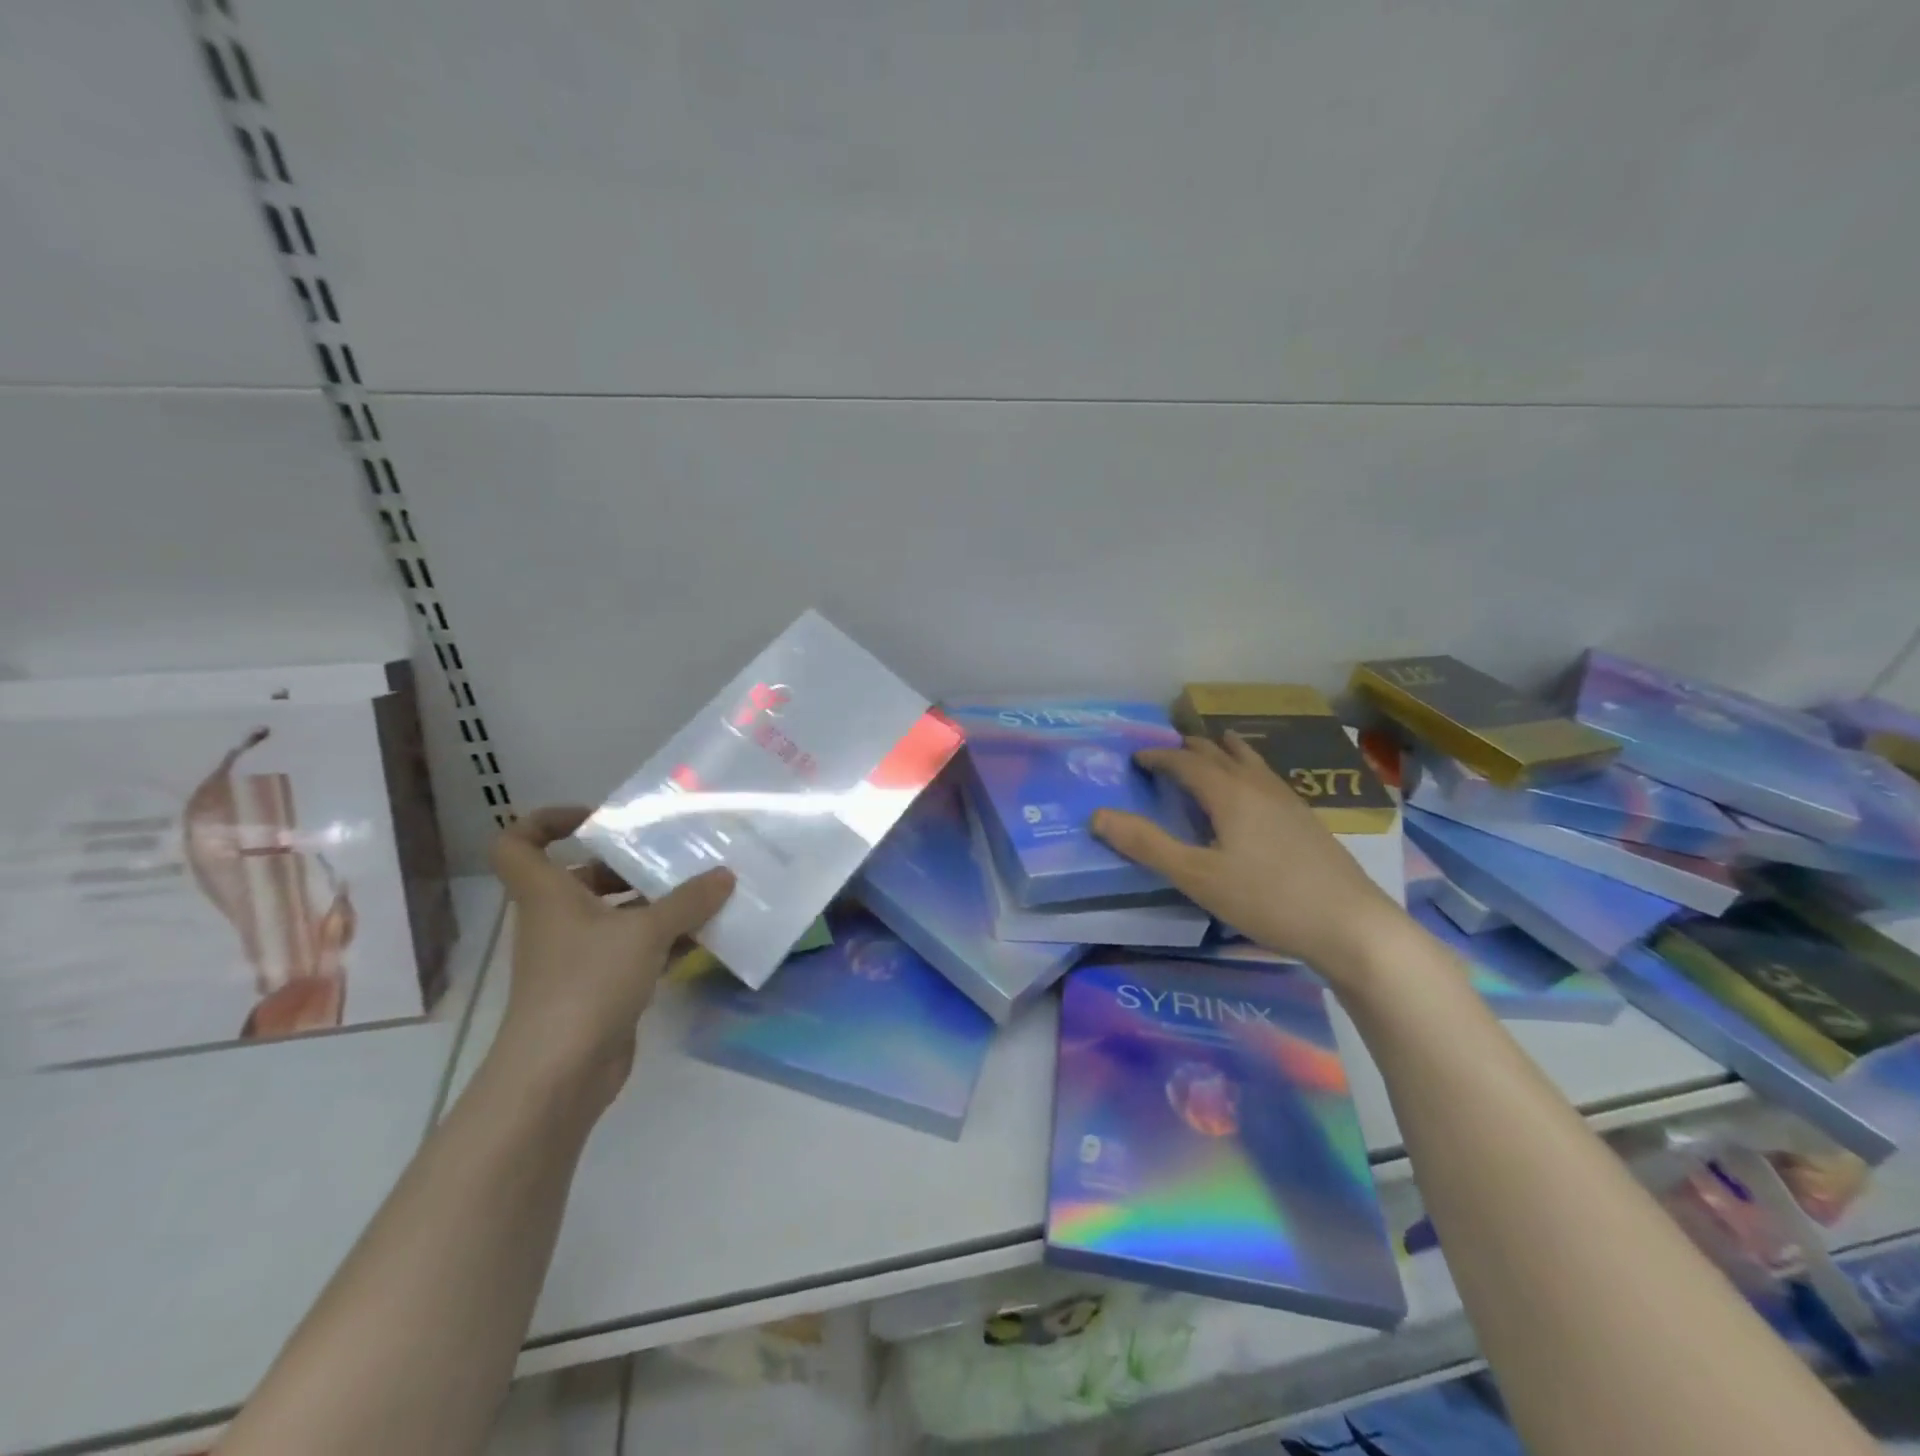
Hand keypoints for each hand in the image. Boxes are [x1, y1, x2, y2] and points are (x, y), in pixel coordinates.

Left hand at [487, 806, 734, 1108]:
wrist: (559, 1073)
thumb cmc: (587, 983)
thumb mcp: (645, 932)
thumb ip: (688, 901)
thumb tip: (725, 876)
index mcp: (549, 894)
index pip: (519, 843)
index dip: (548, 821)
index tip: (598, 819)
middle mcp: (558, 919)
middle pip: (584, 877)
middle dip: (629, 864)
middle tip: (676, 855)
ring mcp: (577, 956)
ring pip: (616, 915)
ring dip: (656, 903)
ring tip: (705, 891)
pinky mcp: (599, 987)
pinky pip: (634, 949)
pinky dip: (665, 940)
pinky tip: (705, 935)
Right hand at [1091, 734, 1405, 977]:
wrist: (1351, 925)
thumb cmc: (1266, 899)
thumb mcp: (1196, 877)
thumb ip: (1147, 845)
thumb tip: (1098, 816)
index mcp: (1229, 793)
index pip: (1185, 762)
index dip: (1158, 757)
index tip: (1136, 758)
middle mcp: (1258, 785)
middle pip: (1219, 752)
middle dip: (1189, 748)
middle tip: (1167, 753)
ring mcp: (1288, 800)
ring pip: (1249, 761)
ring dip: (1223, 751)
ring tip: (1213, 748)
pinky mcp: (1306, 820)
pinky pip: (1266, 777)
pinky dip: (1246, 769)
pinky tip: (1254, 791)